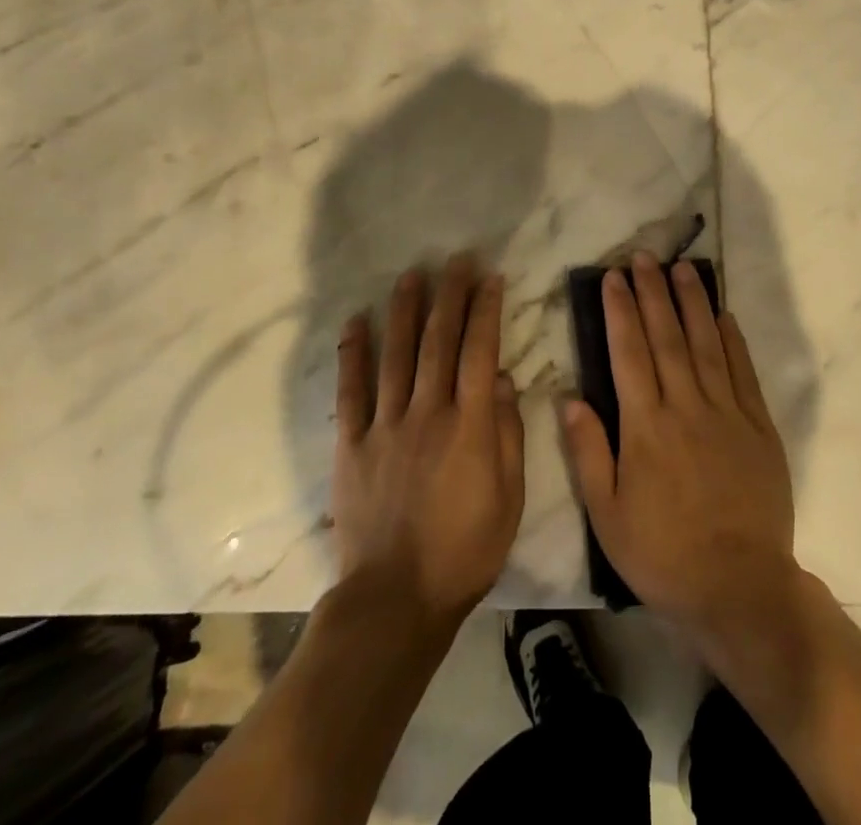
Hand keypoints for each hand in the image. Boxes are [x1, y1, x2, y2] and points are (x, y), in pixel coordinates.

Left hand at [332, 255, 525, 623]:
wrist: (395, 600)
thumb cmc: (464, 551)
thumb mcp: (508, 498)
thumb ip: (507, 434)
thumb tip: (502, 379)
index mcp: (469, 425)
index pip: (481, 351)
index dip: (486, 309)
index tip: (490, 277)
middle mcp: (428, 412)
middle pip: (439, 341)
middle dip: (450, 295)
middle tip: (456, 259)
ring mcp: (386, 425)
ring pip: (397, 354)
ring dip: (405, 310)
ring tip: (411, 274)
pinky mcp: (352, 444)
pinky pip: (352, 391)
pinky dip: (353, 354)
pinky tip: (356, 321)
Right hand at [562, 252, 796, 635]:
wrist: (738, 586)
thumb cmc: (663, 553)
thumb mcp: (607, 515)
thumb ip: (588, 453)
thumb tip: (569, 399)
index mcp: (646, 427)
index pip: (628, 353)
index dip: (620, 311)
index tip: (613, 277)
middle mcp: (686, 408)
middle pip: (666, 337)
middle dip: (652, 293)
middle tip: (644, 257)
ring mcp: (727, 413)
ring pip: (706, 344)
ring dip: (691, 302)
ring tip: (681, 268)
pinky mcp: (758, 427)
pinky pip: (743, 372)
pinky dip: (732, 339)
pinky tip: (723, 314)